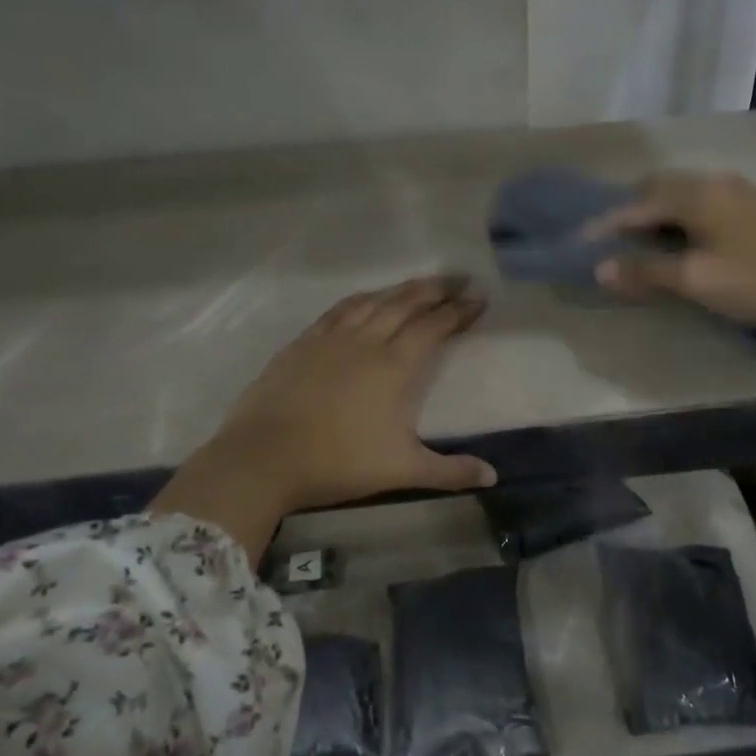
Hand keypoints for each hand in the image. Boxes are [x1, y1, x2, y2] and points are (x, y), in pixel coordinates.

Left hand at [153, 275, 495, 553]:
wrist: (262, 457)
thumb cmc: (337, 462)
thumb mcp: (401, 471)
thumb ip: (449, 471)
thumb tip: (493, 477)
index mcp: (394, 365)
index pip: (434, 326)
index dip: (459, 311)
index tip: (479, 298)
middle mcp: (365, 341)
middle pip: (405, 303)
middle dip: (435, 289)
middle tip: (458, 278)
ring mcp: (330, 338)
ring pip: (372, 300)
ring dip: (399, 289)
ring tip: (417, 285)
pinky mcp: (302, 343)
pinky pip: (338, 310)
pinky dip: (360, 300)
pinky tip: (364, 301)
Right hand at [587, 172, 755, 333]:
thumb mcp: (697, 280)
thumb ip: (646, 271)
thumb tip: (600, 269)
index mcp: (698, 194)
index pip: (637, 204)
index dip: (606, 224)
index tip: (578, 242)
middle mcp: (714, 184)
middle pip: (657, 190)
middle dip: (628, 213)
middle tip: (605, 242)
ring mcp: (737, 195)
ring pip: (680, 197)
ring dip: (653, 217)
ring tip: (634, 247)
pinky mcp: (751, 212)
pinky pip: (698, 207)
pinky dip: (676, 223)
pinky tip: (674, 246)